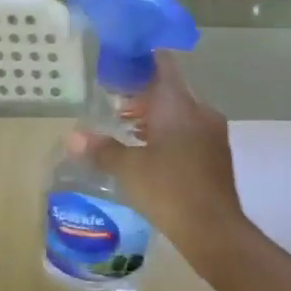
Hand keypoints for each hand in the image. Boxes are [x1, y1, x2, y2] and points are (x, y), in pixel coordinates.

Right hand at [67, 55, 246, 260]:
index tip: (119, 66)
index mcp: (179, 105)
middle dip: (143, 96)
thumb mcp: (128, 169)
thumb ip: (101, 149)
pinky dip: (170, 135)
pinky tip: (151, 154)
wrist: (213, 229)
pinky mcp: (217, 155)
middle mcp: (200, 112)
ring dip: (156, 118)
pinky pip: (190, 133)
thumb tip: (73, 137)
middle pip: (170, 91)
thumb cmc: (168, 190)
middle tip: (115, 106)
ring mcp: (213, 134)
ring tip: (127, 131)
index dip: (141, 61)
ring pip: (181, 114)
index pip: (163, 65)